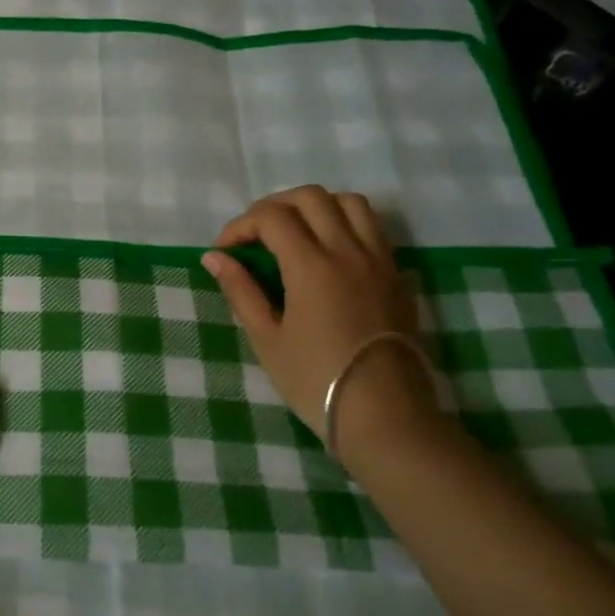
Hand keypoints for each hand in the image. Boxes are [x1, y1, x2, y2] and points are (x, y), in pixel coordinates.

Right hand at [202, 186, 430, 442]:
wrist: (386, 418)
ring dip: (316, 207)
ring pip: (350, 203)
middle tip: (256, 236)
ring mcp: (379, 261)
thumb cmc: (316, 382)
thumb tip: (215, 257)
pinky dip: (346, 224)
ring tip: (296, 233)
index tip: (225, 251)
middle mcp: (348, 252)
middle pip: (310, 197)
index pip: (271, 217)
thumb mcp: (267, 339)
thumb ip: (240, 291)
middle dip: (275, 206)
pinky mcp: (398, 277)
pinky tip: (329, 254)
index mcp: (311, 266)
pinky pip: (374, 229)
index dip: (240, 226)